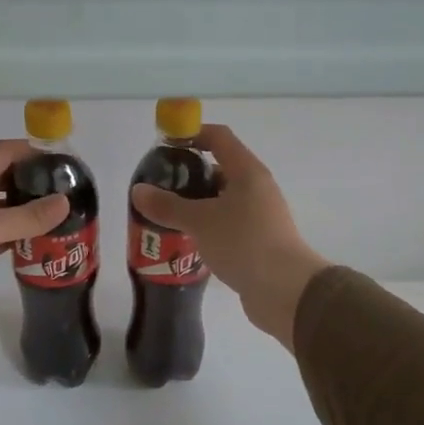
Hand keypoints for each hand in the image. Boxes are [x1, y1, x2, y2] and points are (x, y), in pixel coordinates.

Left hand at [0, 141, 67, 324]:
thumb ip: (28, 216)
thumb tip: (64, 201)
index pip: (5, 151)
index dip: (33, 151)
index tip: (63, 163)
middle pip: (1, 177)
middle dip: (31, 183)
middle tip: (64, 196)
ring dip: (20, 211)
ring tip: (53, 221)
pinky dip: (6, 235)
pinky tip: (27, 245)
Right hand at [130, 125, 328, 350]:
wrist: (285, 290)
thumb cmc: (243, 243)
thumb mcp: (200, 221)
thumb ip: (167, 205)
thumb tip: (138, 191)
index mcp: (247, 172)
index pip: (219, 137)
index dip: (192, 134)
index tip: (165, 146)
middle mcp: (257, 188)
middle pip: (220, 168)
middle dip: (189, 175)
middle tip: (160, 188)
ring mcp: (260, 215)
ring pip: (223, 200)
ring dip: (197, 204)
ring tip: (167, 216)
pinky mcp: (259, 241)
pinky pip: (228, 224)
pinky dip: (208, 227)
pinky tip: (188, 241)